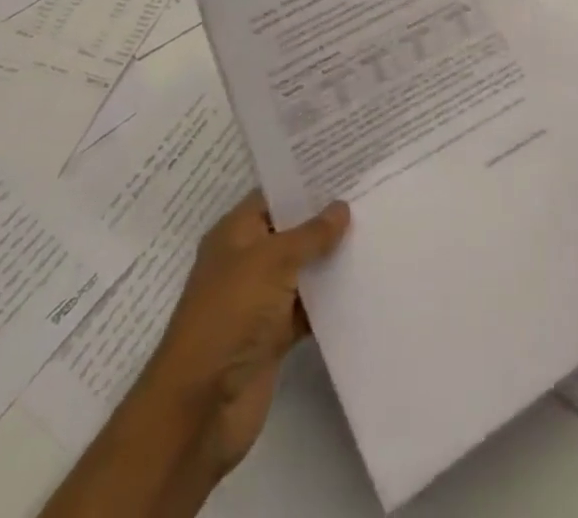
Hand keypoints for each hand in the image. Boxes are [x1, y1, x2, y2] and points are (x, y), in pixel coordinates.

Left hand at [142, 191, 349, 479]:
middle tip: (371, 195)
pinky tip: (365, 283)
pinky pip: (308, 308)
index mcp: (235, 234)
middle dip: (326, 218)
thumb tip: (341, 207)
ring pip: (303, 270)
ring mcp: (260, 301)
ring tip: (378, 231)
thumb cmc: (229, 315)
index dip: (307, 181)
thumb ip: (310, 234)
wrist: (200, 409)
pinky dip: (331, 299)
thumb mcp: (271, 261)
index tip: (347, 166)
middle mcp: (247, 262)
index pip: (274, 195)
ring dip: (332, 259)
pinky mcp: (274, 337)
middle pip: (292, 231)